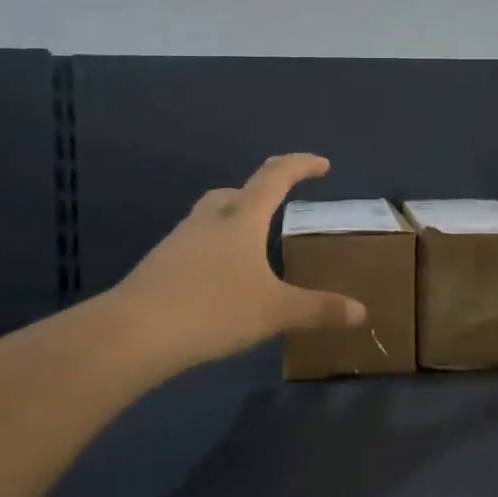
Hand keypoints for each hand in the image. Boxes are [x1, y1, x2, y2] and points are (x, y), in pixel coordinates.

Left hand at [111, 154, 366, 374]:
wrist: (135, 332)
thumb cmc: (214, 309)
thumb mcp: (275, 311)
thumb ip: (319, 309)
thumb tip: (362, 312)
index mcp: (242, 218)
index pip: (275, 176)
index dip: (301, 165)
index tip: (322, 164)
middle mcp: (209, 219)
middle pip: (237, 191)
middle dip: (262, 193)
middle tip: (280, 207)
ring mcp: (179, 240)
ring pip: (212, 216)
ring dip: (234, 220)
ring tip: (252, 246)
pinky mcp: (160, 264)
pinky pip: (195, 243)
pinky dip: (214, 249)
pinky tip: (220, 279)